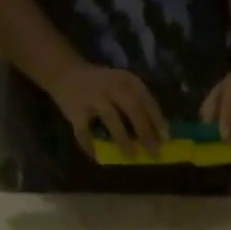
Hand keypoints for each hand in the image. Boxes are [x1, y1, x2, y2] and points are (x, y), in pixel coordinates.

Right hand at [45, 62, 168, 156]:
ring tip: (132, 156)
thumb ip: (138, 103)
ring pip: (111, 118)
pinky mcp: (75, 111)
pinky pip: (84, 131)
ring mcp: (92, 98)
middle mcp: (110, 86)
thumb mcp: (122, 85)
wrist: (64, 72)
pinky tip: (98, 157)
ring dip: (123, 139)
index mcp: (126, 80)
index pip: (146, 99)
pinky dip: (90, 146)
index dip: (157, 120)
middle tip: (154, 152)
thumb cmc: (102, 85)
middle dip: (145, 132)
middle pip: (132, 108)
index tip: (166, 139)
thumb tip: (159, 134)